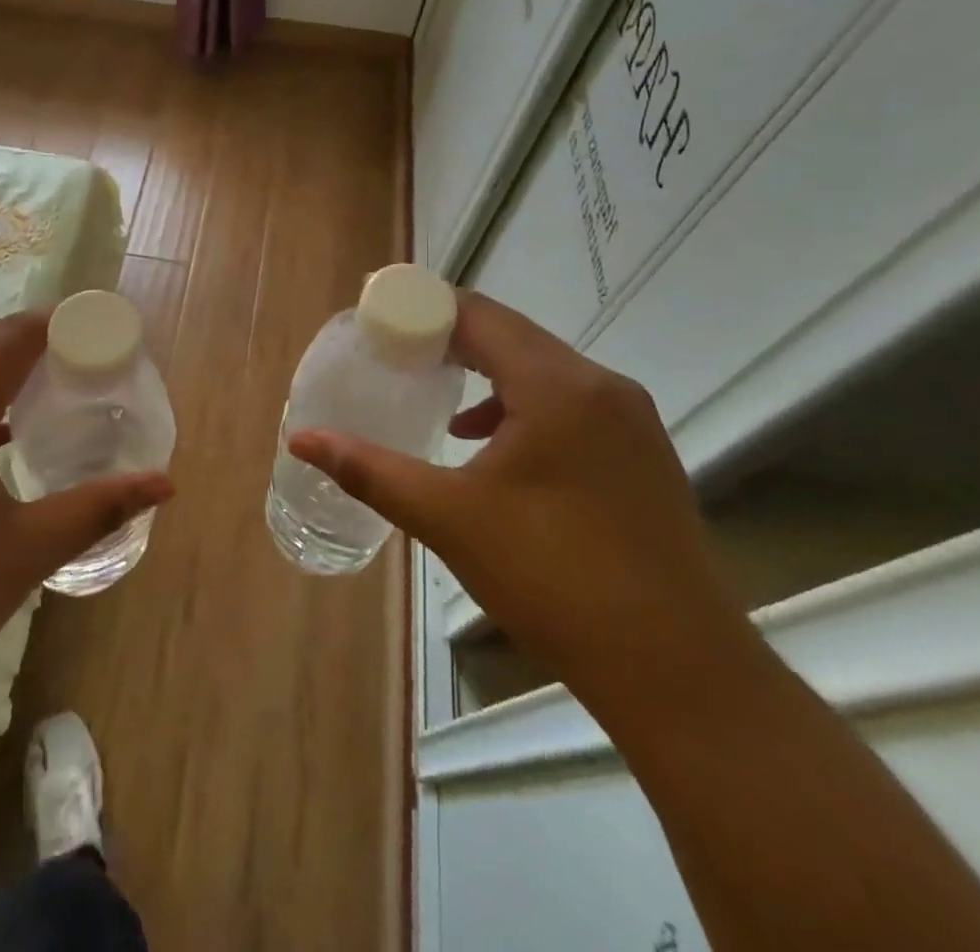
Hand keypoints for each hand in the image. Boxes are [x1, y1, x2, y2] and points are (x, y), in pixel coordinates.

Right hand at [288, 290, 755, 715]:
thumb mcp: (448, 518)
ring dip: (486, 370)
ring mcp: (630, 420)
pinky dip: (519, 403)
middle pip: (512, 335)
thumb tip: (301, 439)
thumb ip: (368, 469)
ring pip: (542, 368)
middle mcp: (601, 386)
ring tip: (434, 391)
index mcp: (558, 386)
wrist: (678, 671)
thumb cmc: (553, 578)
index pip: (480, 315)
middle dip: (449, 337)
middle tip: (393, 351)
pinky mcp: (642, 454)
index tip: (377, 317)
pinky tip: (489, 443)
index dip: (423, 308)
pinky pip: (569, 402)